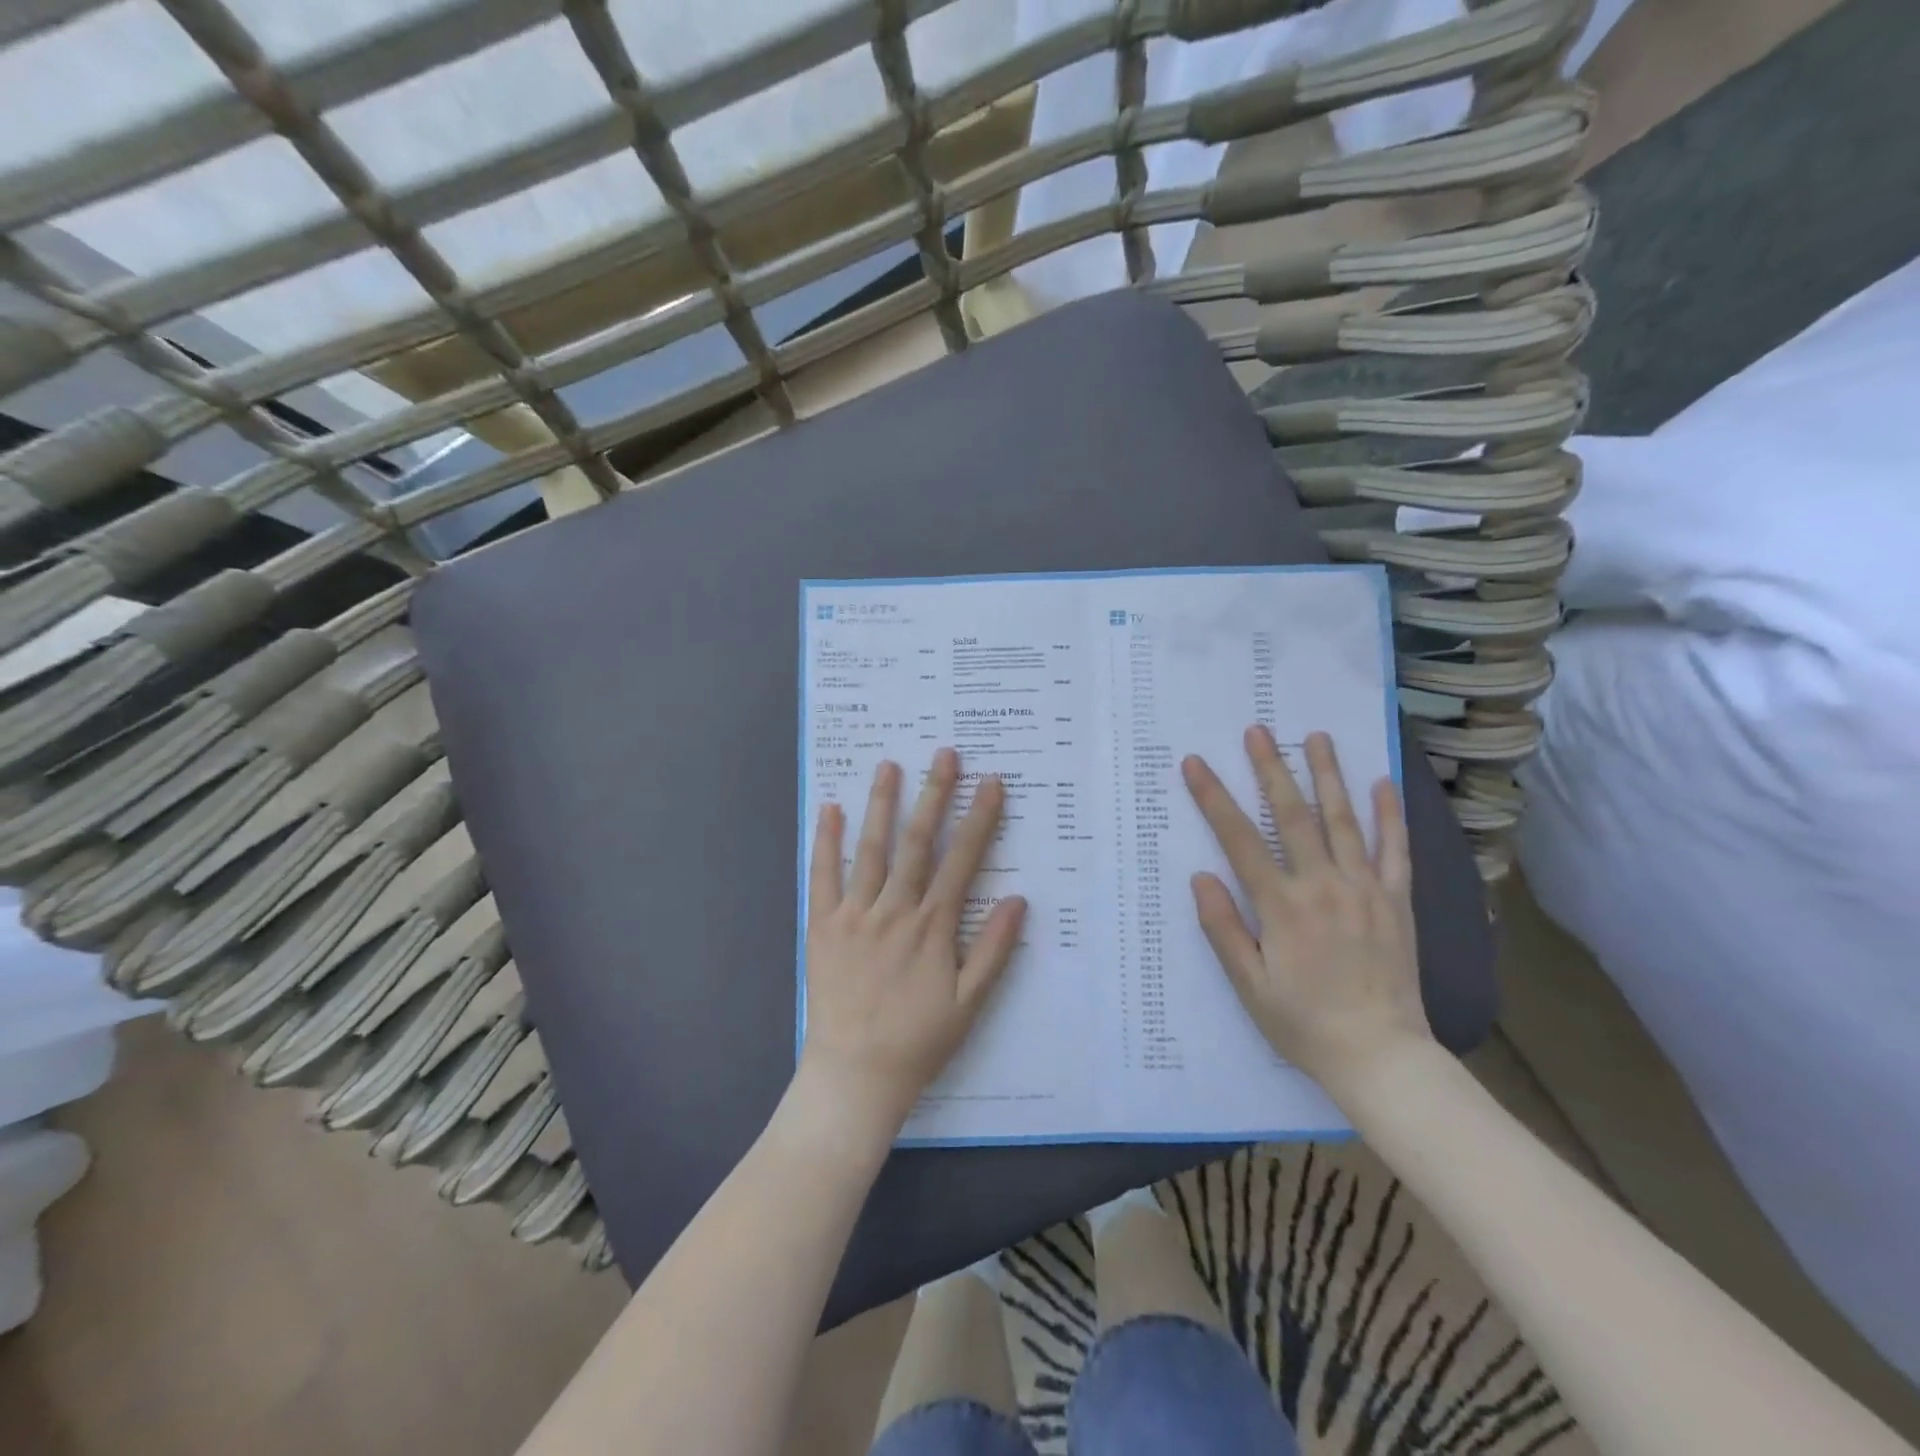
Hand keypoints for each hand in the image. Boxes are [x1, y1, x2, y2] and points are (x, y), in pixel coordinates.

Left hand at [797, 749, 1027, 1145]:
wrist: (855, 1075)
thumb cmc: (918, 1040)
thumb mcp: (970, 1002)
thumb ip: (993, 949)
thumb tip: (1019, 900)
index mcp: (932, 926)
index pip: (962, 860)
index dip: (978, 819)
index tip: (991, 783)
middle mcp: (895, 910)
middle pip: (917, 842)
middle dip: (934, 795)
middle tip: (944, 754)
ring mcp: (855, 914)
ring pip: (870, 849)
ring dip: (881, 804)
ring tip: (889, 765)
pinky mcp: (822, 926)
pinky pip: (822, 876)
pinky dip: (827, 841)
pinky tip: (831, 809)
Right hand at [1182, 727, 1431, 1099]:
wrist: (1381, 1057)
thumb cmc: (1303, 1023)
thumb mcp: (1249, 984)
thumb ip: (1223, 928)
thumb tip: (1201, 877)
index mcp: (1283, 906)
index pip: (1240, 839)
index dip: (1214, 798)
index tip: (1195, 764)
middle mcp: (1324, 886)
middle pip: (1294, 816)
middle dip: (1272, 769)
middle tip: (1258, 731)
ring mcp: (1365, 890)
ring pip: (1344, 820)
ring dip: (1328, 775)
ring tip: (1316, 737)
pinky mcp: (1397, 902)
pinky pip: (1395, 850)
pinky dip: (1390, 815)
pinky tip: (1383, 783)